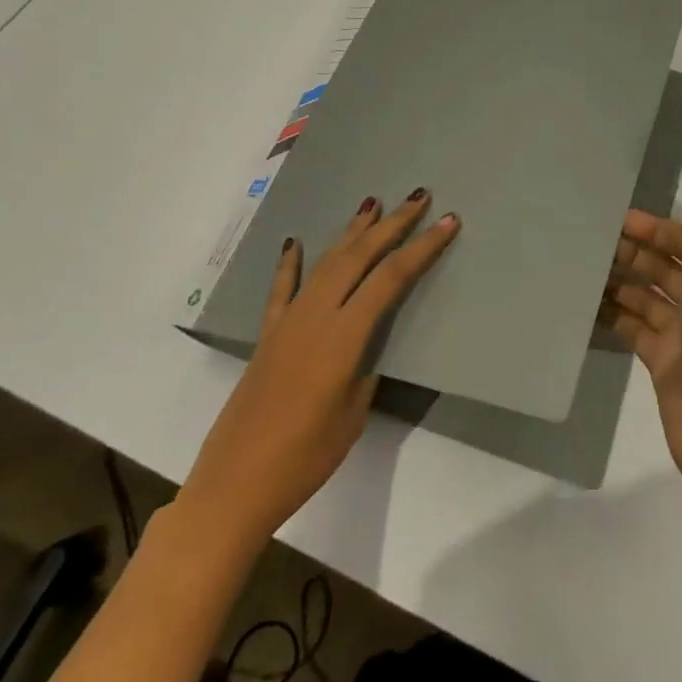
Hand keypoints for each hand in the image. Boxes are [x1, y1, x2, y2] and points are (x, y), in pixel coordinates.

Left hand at [176, 190, 460, 550]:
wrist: (234, 485)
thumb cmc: (305, 459)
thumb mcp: (353, 415)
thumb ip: (364, 369)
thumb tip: (366, 347)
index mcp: (344, 336)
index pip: (391, 278)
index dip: (422, 248)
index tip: (448, 222)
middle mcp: (316, 316)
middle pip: (360, 256)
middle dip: (393, 224)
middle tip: (418, 197)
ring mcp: (288, 322)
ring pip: (326, 262)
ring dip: (352, 231)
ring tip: (372, 203)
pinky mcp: (267, 335)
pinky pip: (282, 289)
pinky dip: (291, 263)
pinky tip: (295, 242)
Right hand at [601, 209, 681, 506]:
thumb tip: (661, 231)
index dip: (656, 229)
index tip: (618, 219)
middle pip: (665, 268)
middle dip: (634, 252)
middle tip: (593, 240)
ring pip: (646, 297)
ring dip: (620, 281)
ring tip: (584, 265)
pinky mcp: (662, 362)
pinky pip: (633, 328)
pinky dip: (613, 314)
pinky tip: (588, 301)